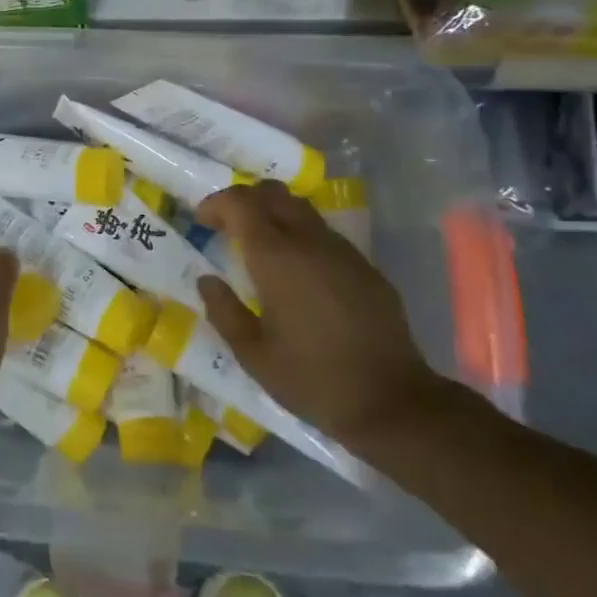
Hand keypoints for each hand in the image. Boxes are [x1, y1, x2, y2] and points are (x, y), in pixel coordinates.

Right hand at [194, 182, 446, 450]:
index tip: (202, 223)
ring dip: (274, 215)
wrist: (393, 403)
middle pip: (273, 192)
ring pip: (301, 209)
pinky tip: (299, 274)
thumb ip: (223, 310)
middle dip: (245, 200)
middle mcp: (309, 241)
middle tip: (228, 227)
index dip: (216, 204)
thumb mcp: (252, 354)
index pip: (240, 202)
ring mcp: (342, 251)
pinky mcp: (365, 267)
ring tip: (261, 248)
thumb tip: (206, 280)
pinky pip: (325, 234)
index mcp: (276, 257)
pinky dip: (301, 236)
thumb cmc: (312, 379)